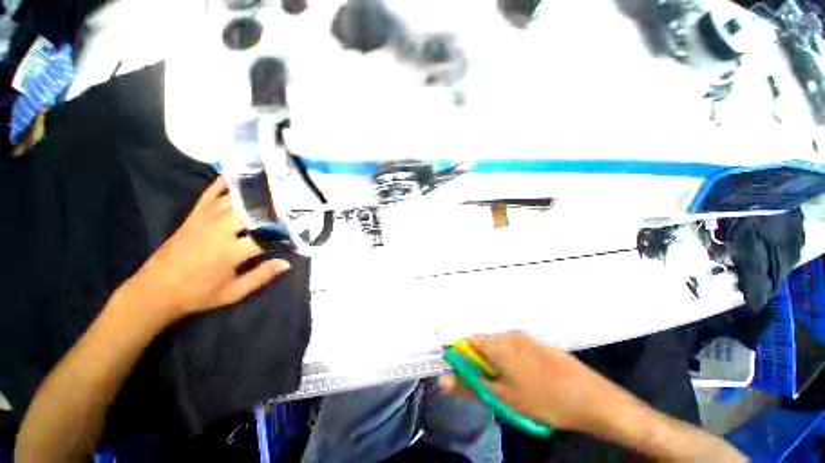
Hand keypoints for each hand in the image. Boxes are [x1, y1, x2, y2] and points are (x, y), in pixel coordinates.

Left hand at [126, 177, 290, 319]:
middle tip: (286, 204)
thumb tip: (285, 263)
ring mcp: (209, 215)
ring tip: (271, 188)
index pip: (265, 234)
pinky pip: (214, 188)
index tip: (295, 229)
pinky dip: (227, 180)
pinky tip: (240, 175)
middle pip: (253, 209)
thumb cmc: (199, 293)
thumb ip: (259, 278)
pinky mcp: (197, 209)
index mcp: (232, 251)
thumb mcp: (231, 294)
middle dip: (271, 206)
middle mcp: (223, 227)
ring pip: (237, 196)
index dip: (282, 231)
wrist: (163, 284)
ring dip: (255, 192)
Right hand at [439, 332, 617, 432]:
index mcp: (503, 345)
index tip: (459, 381)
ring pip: (502, 354)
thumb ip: (470, 387)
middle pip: (484, 347)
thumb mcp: (502, 398)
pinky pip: (518, 357)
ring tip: (504, 395)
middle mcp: (517, 337)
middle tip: (484, 393)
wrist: (588, 399)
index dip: (459, 361)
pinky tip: (523, 389)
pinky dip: (512, 371)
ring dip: (496, 372)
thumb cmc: (543, 400)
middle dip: (478, 369)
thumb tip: (442, 379)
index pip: (467, 342)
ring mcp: (534, 343)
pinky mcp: (546, 352)